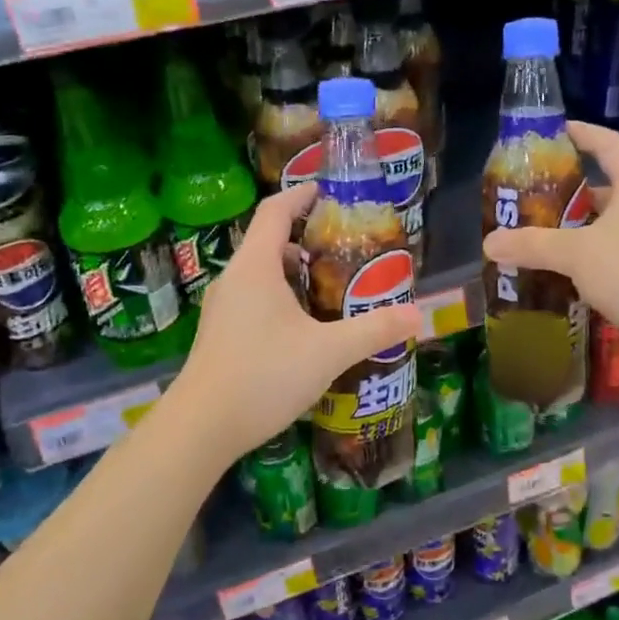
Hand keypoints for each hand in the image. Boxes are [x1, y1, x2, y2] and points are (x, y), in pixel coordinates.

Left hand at [174, 184, 420, 459]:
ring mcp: (222, 309)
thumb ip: (374, 330)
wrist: (201, 427)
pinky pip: (252, 300)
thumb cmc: (264, 375)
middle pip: (268, 243)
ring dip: (292, 274)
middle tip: (343, 251)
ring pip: (260, 275)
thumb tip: (417, 314)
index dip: (300, 196)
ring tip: (329, 289)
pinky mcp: (219, 335)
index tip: (325, 192)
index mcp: (255, 267)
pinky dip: (279, 298)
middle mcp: (234, 280)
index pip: (275, 211)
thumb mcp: (328, 352)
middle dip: (305, 240)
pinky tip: (303, 329)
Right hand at [483, 121, 618, 375]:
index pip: (607, 144)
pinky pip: (615, 255)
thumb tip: (489, 242)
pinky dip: (589, 259)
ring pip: (608, 225)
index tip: (554, 131)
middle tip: (531, 199)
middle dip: (569, 193)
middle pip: (605, 188)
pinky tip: (563, 273)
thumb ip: (533, 245)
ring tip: (538, 237)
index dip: (581, 134)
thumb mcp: (577, 253)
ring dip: (577, 231)